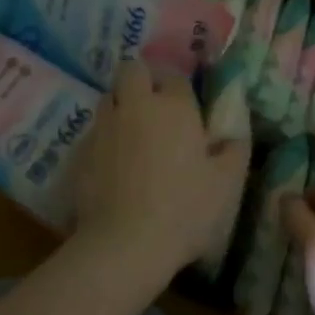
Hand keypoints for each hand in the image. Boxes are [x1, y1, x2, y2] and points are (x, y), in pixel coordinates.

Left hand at [70, 62, 249, 285]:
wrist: (124, 244)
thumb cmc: (183, 210)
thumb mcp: (226, 185)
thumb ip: (234, 151)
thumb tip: (234, 135)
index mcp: (174, 107)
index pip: (174, 77)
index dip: (179, 90)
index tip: (186, 110)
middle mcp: (136, 106)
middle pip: (132, 70)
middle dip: (141, 80)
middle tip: (154, 108)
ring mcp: (104, 126)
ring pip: (109, 97)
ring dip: (121, 106)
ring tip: (132, 134)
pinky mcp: (80, 151)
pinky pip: (93, 131)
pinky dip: (103, 138)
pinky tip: (112, 164)